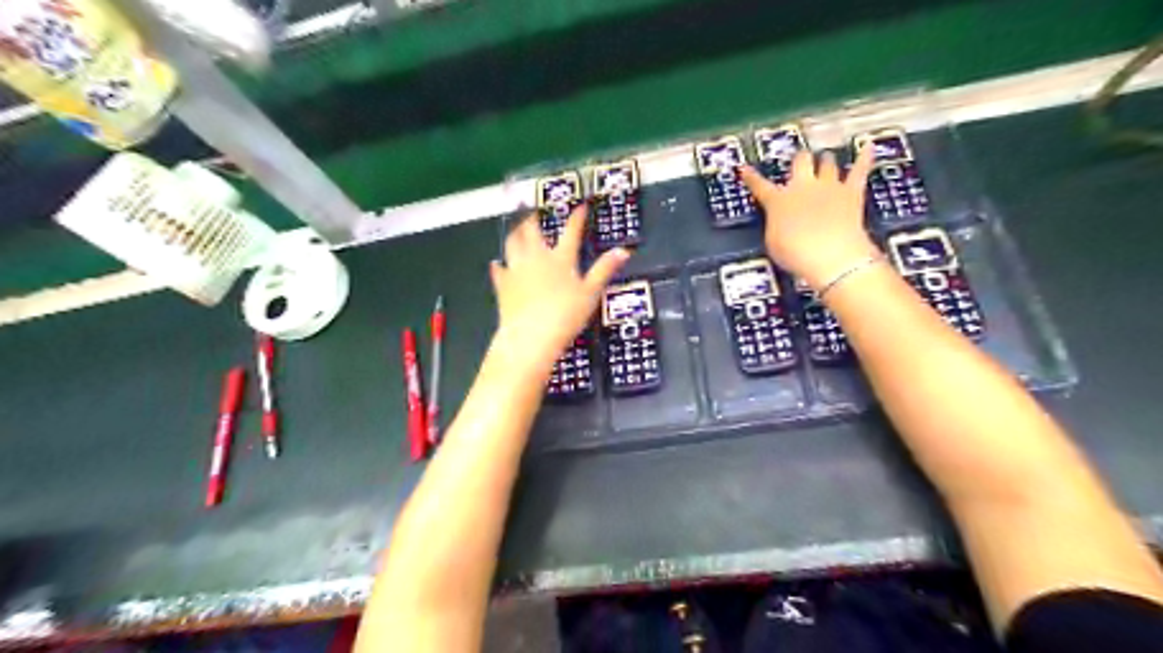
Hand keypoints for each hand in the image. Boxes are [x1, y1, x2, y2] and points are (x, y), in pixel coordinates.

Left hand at [494, 209, 631, 372]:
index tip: (580, 207)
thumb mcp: (591, 293)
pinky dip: (499, 265)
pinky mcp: (503, 285)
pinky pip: (499, 270)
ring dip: (515, 234)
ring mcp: (517, 270)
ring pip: (512, 243)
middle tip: (534, 213)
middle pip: (532, 231)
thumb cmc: (565, 315)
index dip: (577, 218)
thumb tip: (623, 251)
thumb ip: (604, 270)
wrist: (531, 336)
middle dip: (534, 219)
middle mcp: (536, 258)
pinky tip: (497, 263)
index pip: (571, 232)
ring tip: (517, 229)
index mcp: (560, 259)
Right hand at [744, 149, 880, 289]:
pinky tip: (869, 146)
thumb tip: (780, 219)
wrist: (830, 254)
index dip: (751, 177)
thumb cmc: (795, 254)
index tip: (744, 168)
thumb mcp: (772, 242)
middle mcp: (802, 187)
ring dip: (825, 160)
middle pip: (800, 161)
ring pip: (827, 162)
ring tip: (825, 157)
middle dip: (799, 160)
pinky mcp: (852, 192)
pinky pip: (860, 170)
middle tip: (799, 161)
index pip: (760, 186)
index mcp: (778, 201)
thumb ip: (775, 225)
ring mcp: (828, 186)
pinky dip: (864, 157)